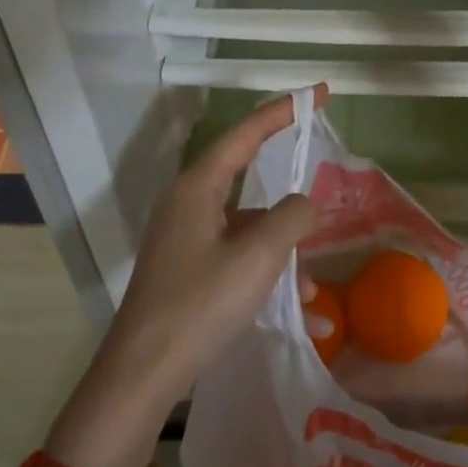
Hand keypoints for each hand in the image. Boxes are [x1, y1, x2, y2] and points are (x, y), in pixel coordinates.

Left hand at [100, 88, 326, 411]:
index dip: (284, 110)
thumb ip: (292, 217)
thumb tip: (305, 202)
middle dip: (289, 194)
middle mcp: (189, 202)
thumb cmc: (201, 303)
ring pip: (248, 225)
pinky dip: (265, 273)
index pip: (247, 132)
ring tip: (310, 292)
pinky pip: (237, 254)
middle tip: (324, 184)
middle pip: (249, 177)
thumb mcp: (258, 256)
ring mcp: (186, 235)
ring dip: (282, 251)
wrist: (143, 372)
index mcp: (198, 187)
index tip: (320, 94)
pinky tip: (298, 313)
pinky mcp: (188, 266)